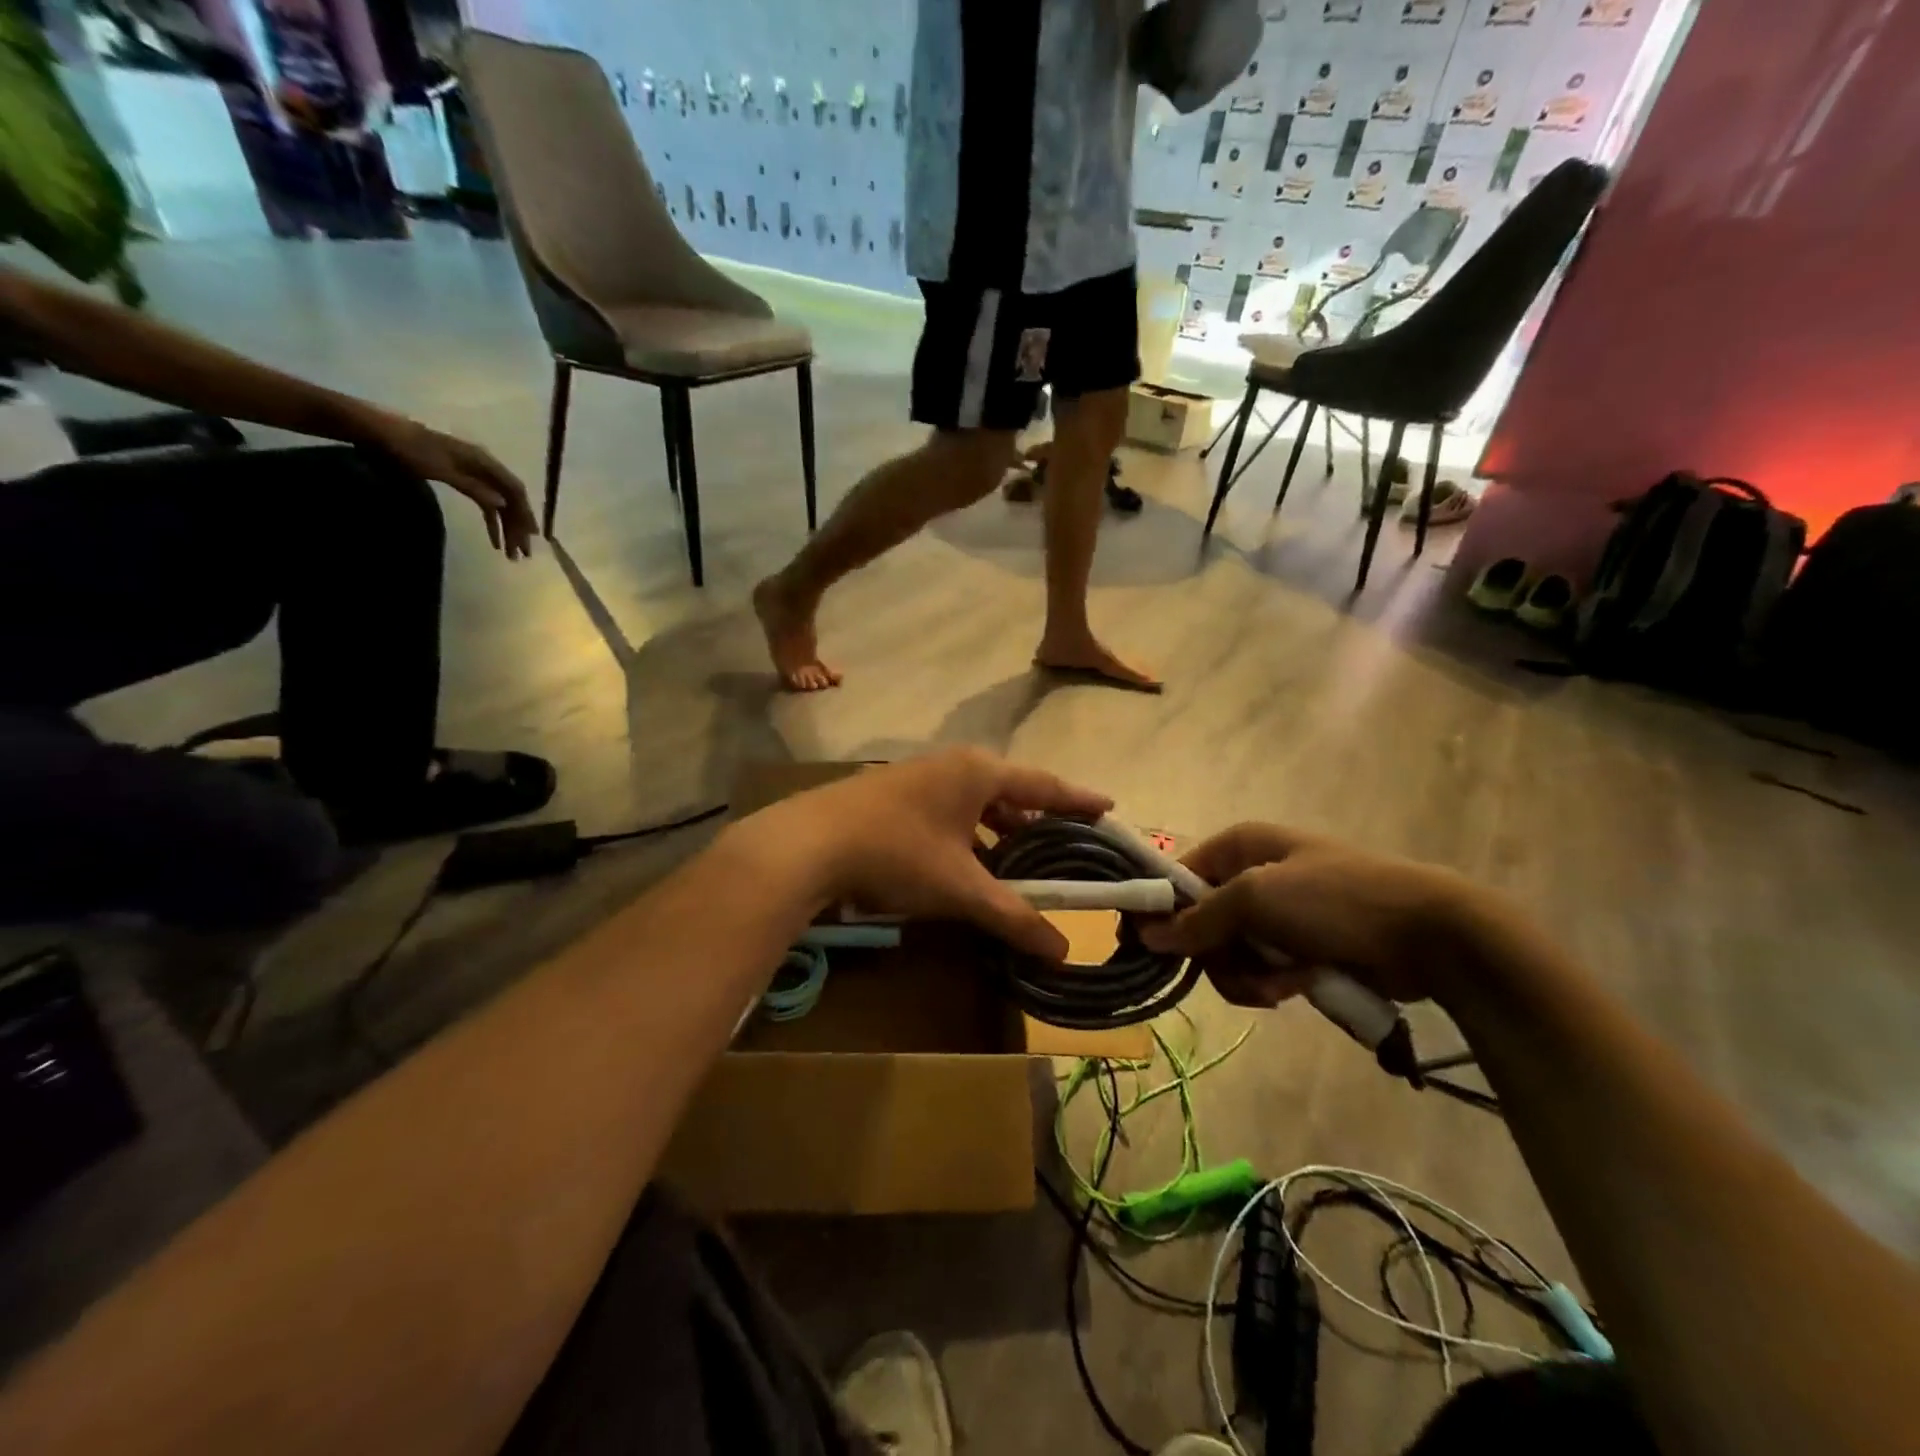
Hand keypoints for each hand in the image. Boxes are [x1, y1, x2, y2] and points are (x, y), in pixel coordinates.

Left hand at [357, 411, 538, 558]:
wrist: (379, 432)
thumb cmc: (409, 450)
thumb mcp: (442, 470)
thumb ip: (474, 487)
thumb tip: (503, 505)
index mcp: (484, 462)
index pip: (514, 490)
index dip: (526, 513)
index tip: (532, 537)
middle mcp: (485, 467)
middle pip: (510, 501)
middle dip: (517, 528)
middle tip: (521, 554)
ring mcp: (474, 474)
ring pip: (499, 505)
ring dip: (506, 529)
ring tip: (509, 554)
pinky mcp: (462, 479)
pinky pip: (484, 504)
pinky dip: (490, 522)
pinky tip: (493, 540)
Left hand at [768, 748, 1112, 959]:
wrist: (807, 844)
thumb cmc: (897, 854)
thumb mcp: (961, 889)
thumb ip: (1014, 917)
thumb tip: (1062, 950)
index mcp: (979, 772)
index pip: (1044, 784)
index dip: (1078, 800)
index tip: (1108, 807)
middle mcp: (951, 765)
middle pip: (1009, 790)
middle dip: (1037, 817)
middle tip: (1065, 841)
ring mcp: (917, 777)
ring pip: (974, 802)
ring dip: (999, 828)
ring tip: (1020, 856)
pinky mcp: (891, 795)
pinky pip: (948, 811)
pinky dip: (967, 834)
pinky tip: (965, 862)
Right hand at [1137, 823, 1493, 1007]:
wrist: (1429, 933)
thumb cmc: (1334, 900)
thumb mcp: (1257, 899)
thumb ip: (1198, 918)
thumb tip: (1146, 934)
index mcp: (1239, 846)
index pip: (1176, 876)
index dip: (1158, 910)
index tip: (1144, 947)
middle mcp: (1251, 874)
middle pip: (1199, 922)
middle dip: (1216, 955)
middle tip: (1240, 970)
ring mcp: (1276, 913)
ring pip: (1228, 953)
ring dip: (1247, 975)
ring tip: (1282, 984)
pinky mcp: (1299, 946)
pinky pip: (1260, 970)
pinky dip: (1272, 983)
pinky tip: (1298, 986)